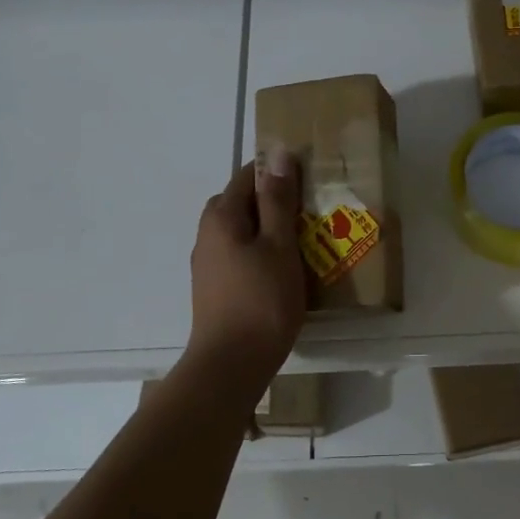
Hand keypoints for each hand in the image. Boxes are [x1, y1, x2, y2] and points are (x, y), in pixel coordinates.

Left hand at [187, 151, 306, 383]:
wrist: (231, 365)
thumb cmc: (261, 300)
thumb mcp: (279, 244)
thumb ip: (277, 199)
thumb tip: (279, 154)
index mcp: (221, 216)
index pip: (249, 175)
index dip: (278, 172)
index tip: (310, 181)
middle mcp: (207, 233)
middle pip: (243, 203)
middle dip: (275, 202)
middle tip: (311, 214)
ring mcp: (208, 263)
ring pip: (243, 231)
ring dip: (270, 231)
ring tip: (305, 243)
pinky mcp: (214, 287)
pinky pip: (240, 255)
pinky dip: (261, 253)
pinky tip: (284, 272)